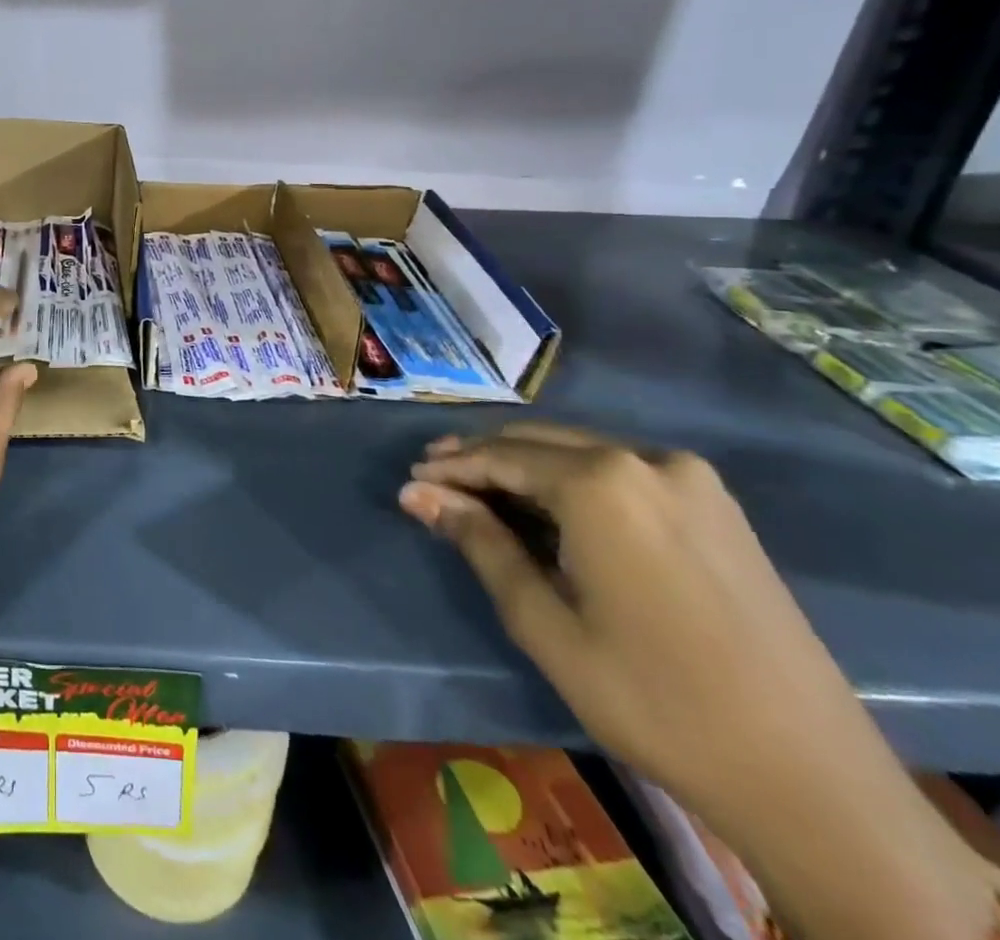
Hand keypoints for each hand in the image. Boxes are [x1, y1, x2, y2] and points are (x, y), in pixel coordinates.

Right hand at [401, 422, 999, 939]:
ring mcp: (691, 479)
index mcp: (601, 482)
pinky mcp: (717, 506)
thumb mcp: (543, 621)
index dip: (449, 469)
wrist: (811, 778)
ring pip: (579, 452)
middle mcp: (646, 460)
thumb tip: (417, 493)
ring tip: (480, 494)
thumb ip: (478, 542)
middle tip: (433, 480)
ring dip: (525, 468)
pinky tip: (548, 508)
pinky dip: (571, 480)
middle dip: (482, 459)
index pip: (499, 456)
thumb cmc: (653, 697)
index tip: (410, 483)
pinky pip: (621, 471)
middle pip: (538, 442)